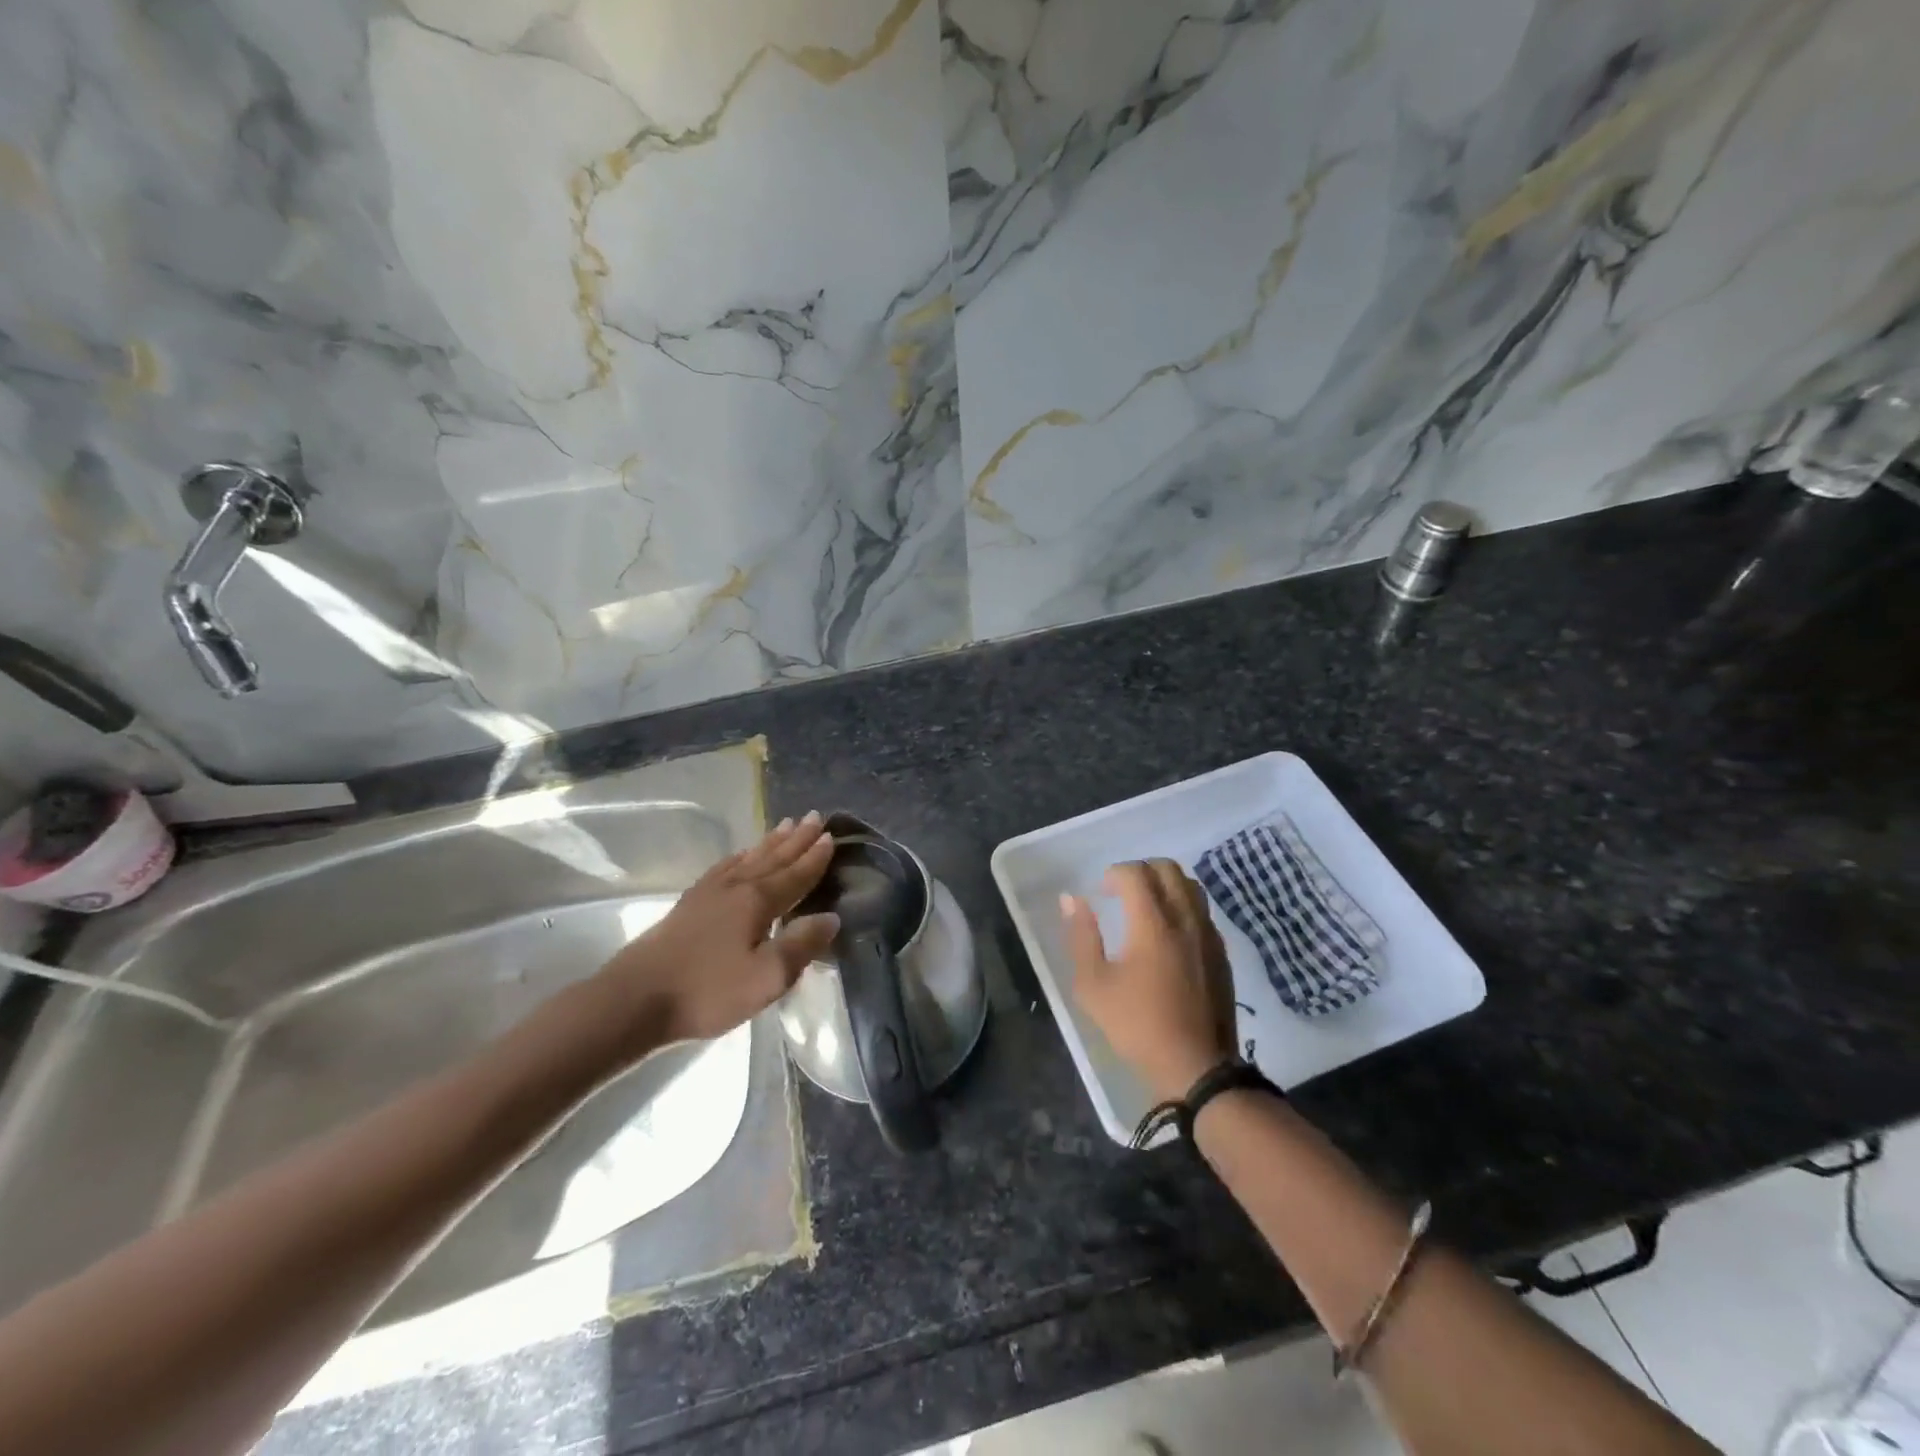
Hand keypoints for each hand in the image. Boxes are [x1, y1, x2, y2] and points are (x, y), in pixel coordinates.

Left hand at [597, 812, 839, 1047]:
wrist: (635, 998)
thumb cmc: (707, 991)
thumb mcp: (766, 978)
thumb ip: (801, 946)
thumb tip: (831, 917)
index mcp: (758, 902)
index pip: (795, 875)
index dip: (815, 858)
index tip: (831, 836)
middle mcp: (736, 887)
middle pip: (773, 858)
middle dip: (796, 840)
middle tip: (815, 817)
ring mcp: (709, 893)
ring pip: (749, 859)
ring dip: (770, 843)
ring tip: (786, 825)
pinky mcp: (689, 903)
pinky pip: (723, 867)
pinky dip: (739, 857)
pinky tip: (740, 856)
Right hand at [1062, 860, 1236, 1102]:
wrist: (1197, 1068)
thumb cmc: (1137, 1026)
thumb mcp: (1093, 986)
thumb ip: (1081, 937)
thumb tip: (1071, 899)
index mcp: (1153, 924)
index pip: (1136, 873)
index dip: (1114, 874)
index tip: (1101, 893)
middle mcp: (1185, 919)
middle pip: (1168, 869)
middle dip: (1140, 870)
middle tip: (1121, 893)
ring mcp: (1208, 935)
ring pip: (1190, 886)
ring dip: (1165, 884)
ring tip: (1145, 907)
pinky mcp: (1221, 953)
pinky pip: (1202, 910)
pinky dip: (1182, 905)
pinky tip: (1167, 933)